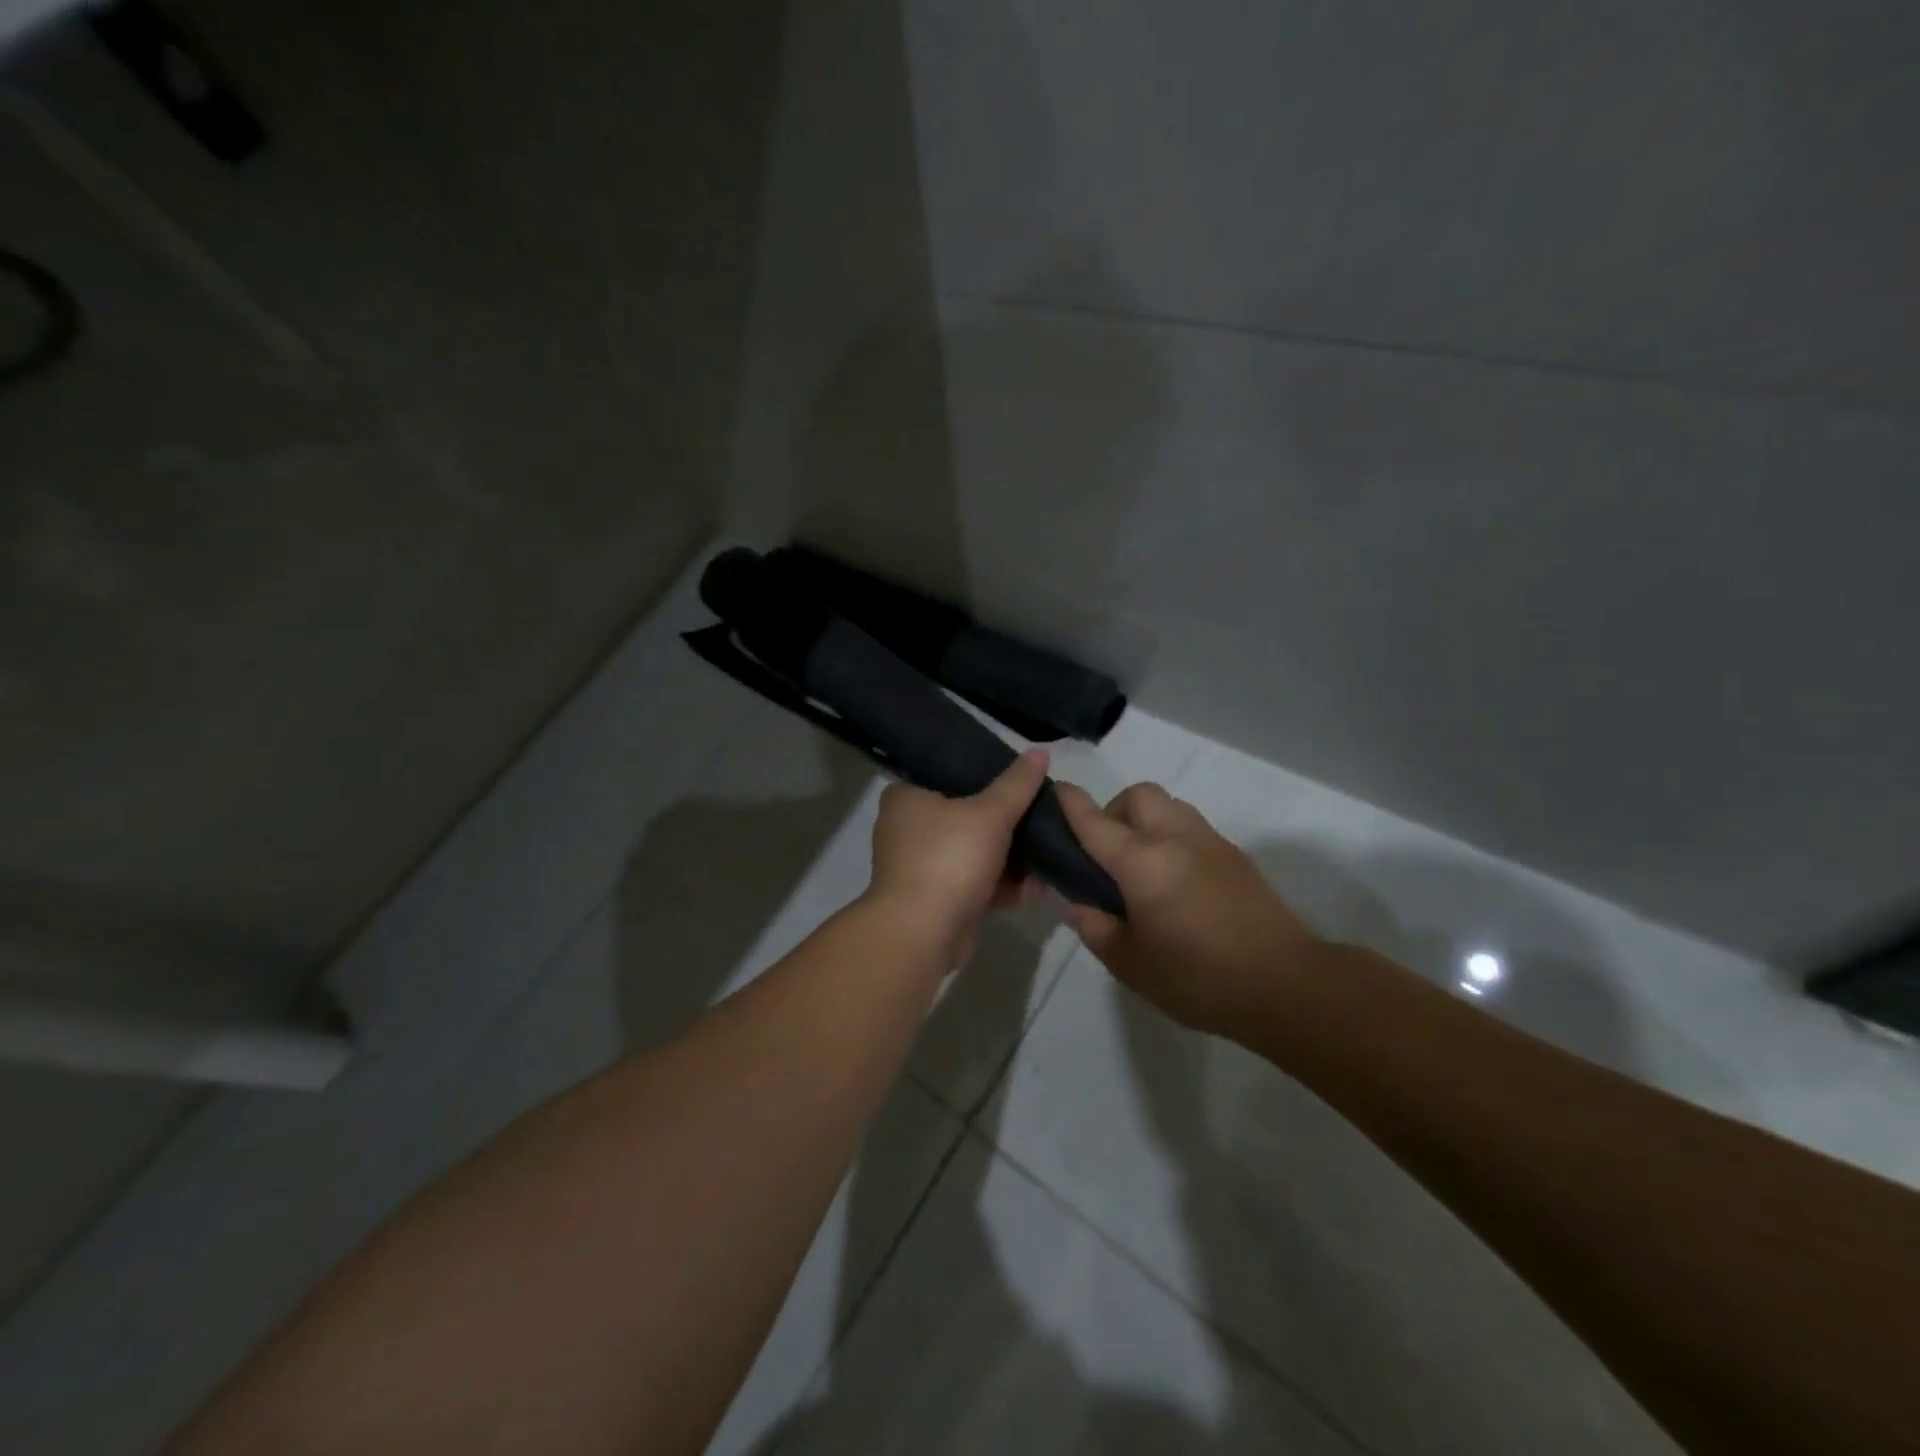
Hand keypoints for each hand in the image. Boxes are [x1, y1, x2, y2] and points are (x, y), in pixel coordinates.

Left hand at [865, 750, 1049, 966]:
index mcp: (906, 797)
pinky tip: (1038, 886)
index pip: (949, 774)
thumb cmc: (949, 859)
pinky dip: (1002, 886)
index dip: (986, 776)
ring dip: (1010, 859)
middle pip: (966, 816)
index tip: (1020, 782)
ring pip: (974, 854)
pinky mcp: (935, 901)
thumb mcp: (990, 813)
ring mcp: (919, 868)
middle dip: (1007, 824)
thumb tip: (1040, 751)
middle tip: (1041, 817)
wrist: (921, 934)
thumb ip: (1017, 784)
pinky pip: (975, 885)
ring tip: (1049, 851)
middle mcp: (907, 829)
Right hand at [1057, 782, 1323, 1036]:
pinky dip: (1173, 836)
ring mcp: (1210, 843)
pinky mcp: (1236, 855)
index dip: (1071, 802)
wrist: (1285, 984)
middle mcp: (1175, 839)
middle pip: (1139, 794)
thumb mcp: (1131, 965)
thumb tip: (1080, 907)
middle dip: (1115, 809)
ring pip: (1170, 805)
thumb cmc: (1198, 978)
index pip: (1095, 821)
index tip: (1056, 790)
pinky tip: (1176, 879)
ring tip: (1143, 864)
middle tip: (1108, 851)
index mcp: (1142, 863)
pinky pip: (1193, 827)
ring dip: (1147, 819)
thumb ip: (1097, 930)